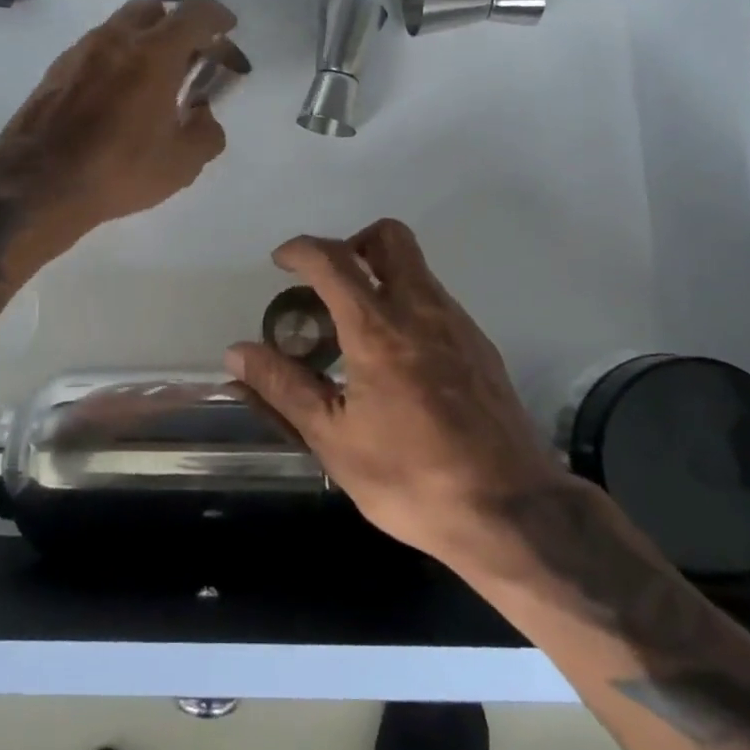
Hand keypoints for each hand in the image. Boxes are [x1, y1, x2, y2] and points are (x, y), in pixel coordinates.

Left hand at [0, 0, 236, 240]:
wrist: (38, 183)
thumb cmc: (118, 170)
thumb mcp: (181, 164)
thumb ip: (206, 133)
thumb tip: (203, 115)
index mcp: (154, 54)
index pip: (194, 15)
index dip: (217, 17)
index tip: (228, 28)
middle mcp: (116, 39)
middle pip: (154, 9)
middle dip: (178, 25)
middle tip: (191, 57)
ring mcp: (81, 52)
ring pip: (121, 27)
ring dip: (144, 41)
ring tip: (154, 80)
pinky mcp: (57, 70)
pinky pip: (96, 50)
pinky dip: (117, 59)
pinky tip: (119, 96)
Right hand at [226, 218, 567, 568]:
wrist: (512, 511)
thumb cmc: (411, 478)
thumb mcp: (334, 439)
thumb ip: (283, 388)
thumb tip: (237, 353)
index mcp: (378, 330)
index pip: (333, 261)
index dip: (301, 250)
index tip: (280, 262)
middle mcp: (422, 310)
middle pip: (390, 238)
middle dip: (352, 244)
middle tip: (327, 285)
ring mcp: (459, 325)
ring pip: (416, 269)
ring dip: (380, 278)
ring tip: (355, 334)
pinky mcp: (481, 347)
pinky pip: (437, 302)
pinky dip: (407, 307)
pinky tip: (397, 363)